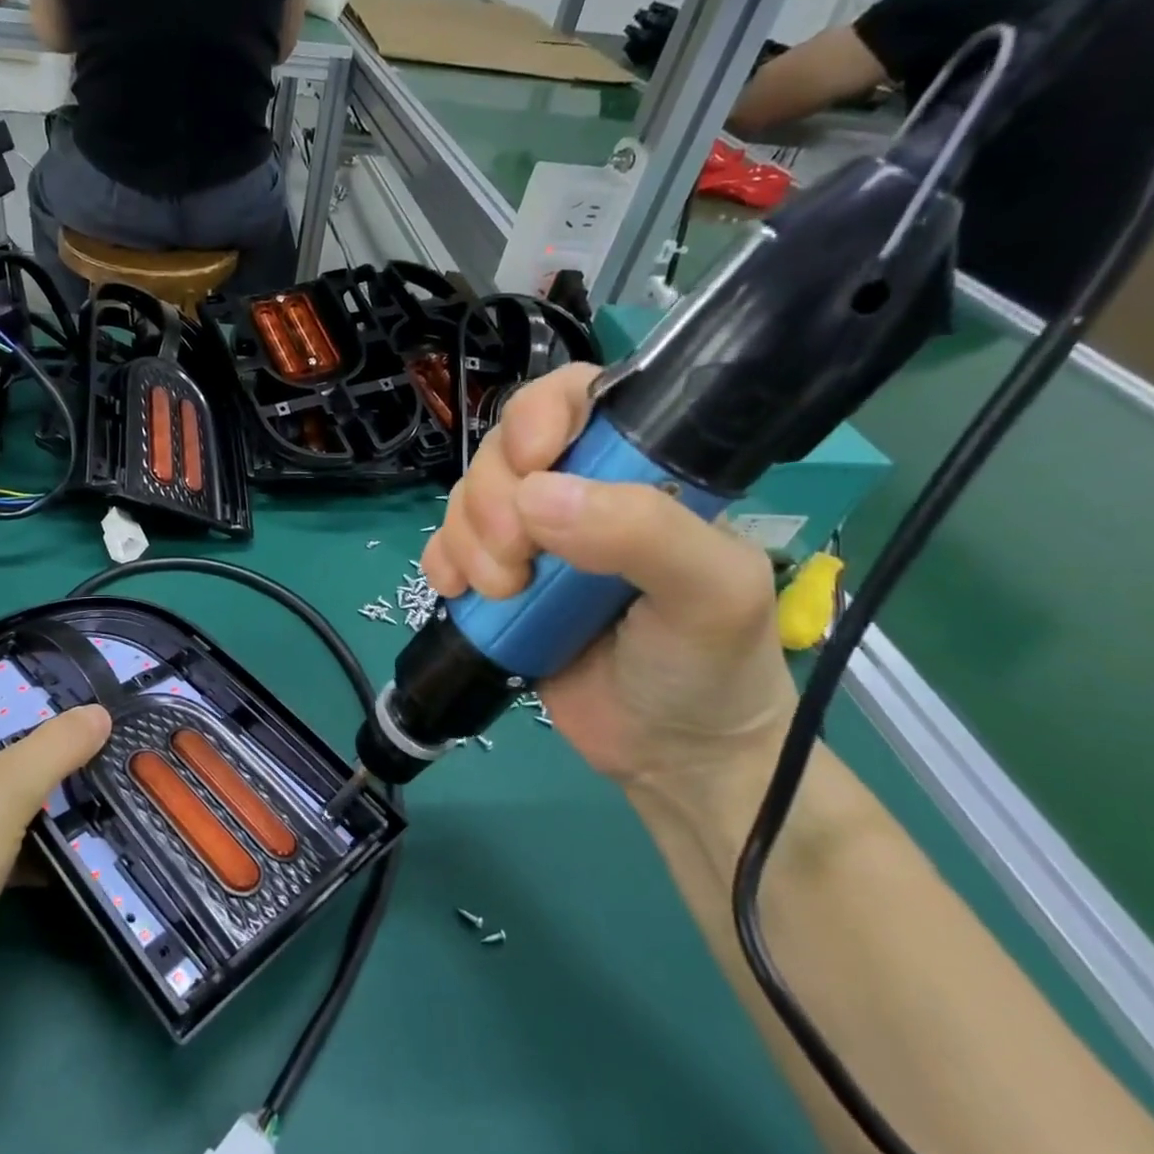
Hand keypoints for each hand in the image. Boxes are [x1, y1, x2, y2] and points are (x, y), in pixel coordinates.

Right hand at [422, 365, 797, 799]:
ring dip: (470, 541)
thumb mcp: (710, 593)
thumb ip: (643, 532)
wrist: (672, 755)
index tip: (530, 465)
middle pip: (503, 450)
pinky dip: (443, 564)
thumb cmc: (710, 665)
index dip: (537, 415)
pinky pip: (445, 548)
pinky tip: (462, 593)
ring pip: (467, 498)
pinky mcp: (496, 582)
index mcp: (638, 472)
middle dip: (495, 501)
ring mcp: (531, 540)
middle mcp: (578, 493)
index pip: (575, 399)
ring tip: (504, 594)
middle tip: (520, 563)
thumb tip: (536, 498)